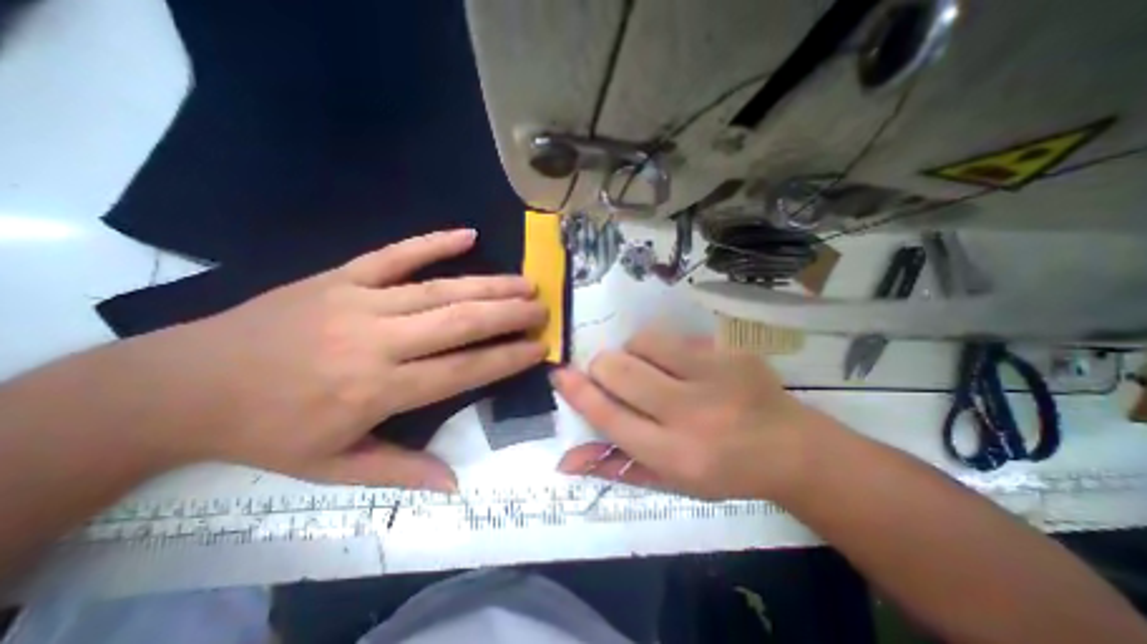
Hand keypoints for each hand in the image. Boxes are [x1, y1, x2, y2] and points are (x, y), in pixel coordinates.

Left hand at [147, 229, 548, 490]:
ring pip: (441, 289)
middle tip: (542, 310)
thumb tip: (454, 485)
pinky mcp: (340, 276)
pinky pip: (395, 254)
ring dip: (490, 285)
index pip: (463, 370)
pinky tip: (467, 234)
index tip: (538, 347)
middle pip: (461, 322)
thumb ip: (400, 471)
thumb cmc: (268, 431)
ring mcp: (359, 301)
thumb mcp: (332, 467)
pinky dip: (433, 242)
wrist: (182, 384)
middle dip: (509, 316)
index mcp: (378, 389)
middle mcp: (378, 341)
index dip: (506, 358)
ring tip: (525, 282)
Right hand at [553, 327, 833, 501]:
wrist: (791, 448)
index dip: (579, 392)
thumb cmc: (722, 470)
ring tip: (649, 369)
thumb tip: (565, 460)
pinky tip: (682, 365)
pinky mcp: (730, 352)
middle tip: (610, 374)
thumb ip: (615, 467)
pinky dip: (663, 348)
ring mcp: (715, 375)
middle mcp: (693, 414)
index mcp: (676, 455)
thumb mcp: (668, 481)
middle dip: (603, 368)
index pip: (610, 416)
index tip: (560, 374)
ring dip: (633, 353)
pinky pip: (673, 336)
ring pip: (643, 342)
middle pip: (619, 370)